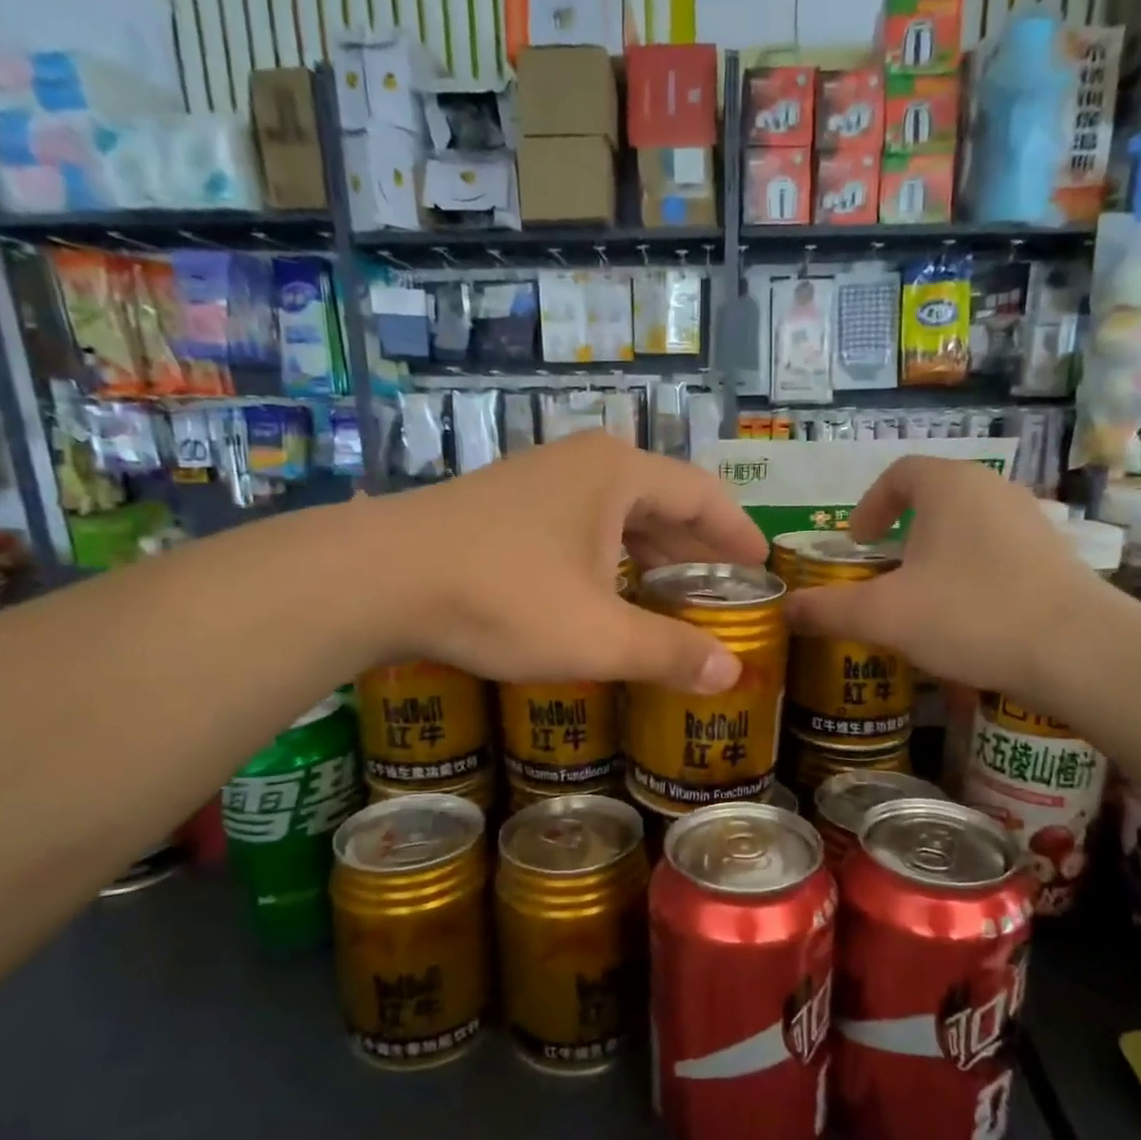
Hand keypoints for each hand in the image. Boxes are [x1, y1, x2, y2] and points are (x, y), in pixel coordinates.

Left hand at [369, 432, 765, 691]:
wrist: (377, 577)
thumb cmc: (502, 598)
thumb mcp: (596, 635)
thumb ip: (669, 653)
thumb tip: (732, 676)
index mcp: (619, 475)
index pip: (703, 495)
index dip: (738, 533)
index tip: (763, 566)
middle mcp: (584, 463)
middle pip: (662, 501)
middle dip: (697, 547)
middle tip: (725, 590)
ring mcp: (539, 478)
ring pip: (618, 513)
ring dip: (652, 553)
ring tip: (676, 595)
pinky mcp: (506, 503)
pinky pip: (581, 524)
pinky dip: (610, 555)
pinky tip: (608, 591)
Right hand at [784, 458, 1111, 700]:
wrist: (1079, 651)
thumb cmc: (970, 615)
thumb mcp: (884, 616)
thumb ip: (828, 609)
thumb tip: (786, 610)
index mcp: (949, 486)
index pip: (900, 473)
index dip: (870, 505)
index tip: (857, 543)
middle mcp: (993, 489)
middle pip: (935, 497)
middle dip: (902, 530)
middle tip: (883, 570)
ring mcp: (1031, 520)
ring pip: (968, 525)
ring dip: (937, 552)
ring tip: (922, 595)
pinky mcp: (1055, 554)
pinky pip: (998, 550)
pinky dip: (971, 571)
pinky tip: (968, 615)